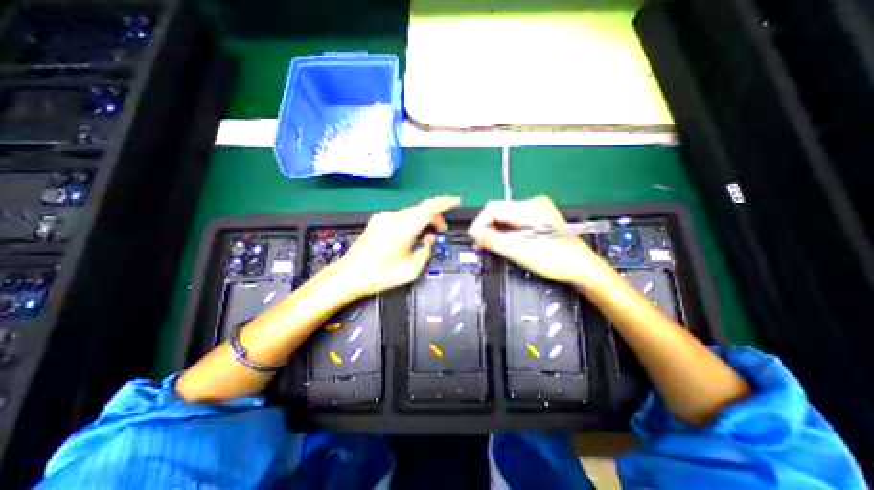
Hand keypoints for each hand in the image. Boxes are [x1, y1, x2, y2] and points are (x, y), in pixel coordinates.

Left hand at [332, 195, 459, 297]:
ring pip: (411, 212)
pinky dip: (411, 221)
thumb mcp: (410, 270)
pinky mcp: (377, 220)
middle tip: (441, 230)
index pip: (428, 208)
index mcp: (403, 229)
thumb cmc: (380, 275)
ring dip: (422, 219)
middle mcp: (393, 218)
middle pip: (420, 209)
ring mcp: (383, 217)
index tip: (457, 201)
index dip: (444, 202)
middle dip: (434, 216)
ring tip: (426, 235)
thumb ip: (425, 252)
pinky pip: (401, 216)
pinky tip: (411, 234)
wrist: (349, 275)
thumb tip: (428, 239)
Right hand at [468, 198, 604, 284]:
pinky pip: (513, 220)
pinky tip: (501, 241)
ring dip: (494, 230)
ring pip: (505, 216)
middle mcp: (533, 203)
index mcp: (530, 208)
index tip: (473, 239)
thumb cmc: (555, 261)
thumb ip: (495, 240)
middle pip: (499, 211)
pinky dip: (504, 231)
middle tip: (479, 244)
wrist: (582, 268)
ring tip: (488, 245)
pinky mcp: (537, 217)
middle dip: (486, 227)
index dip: (480, 223)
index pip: (494, 208)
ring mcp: (536, 210)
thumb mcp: (520, 252)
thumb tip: (475, 234)